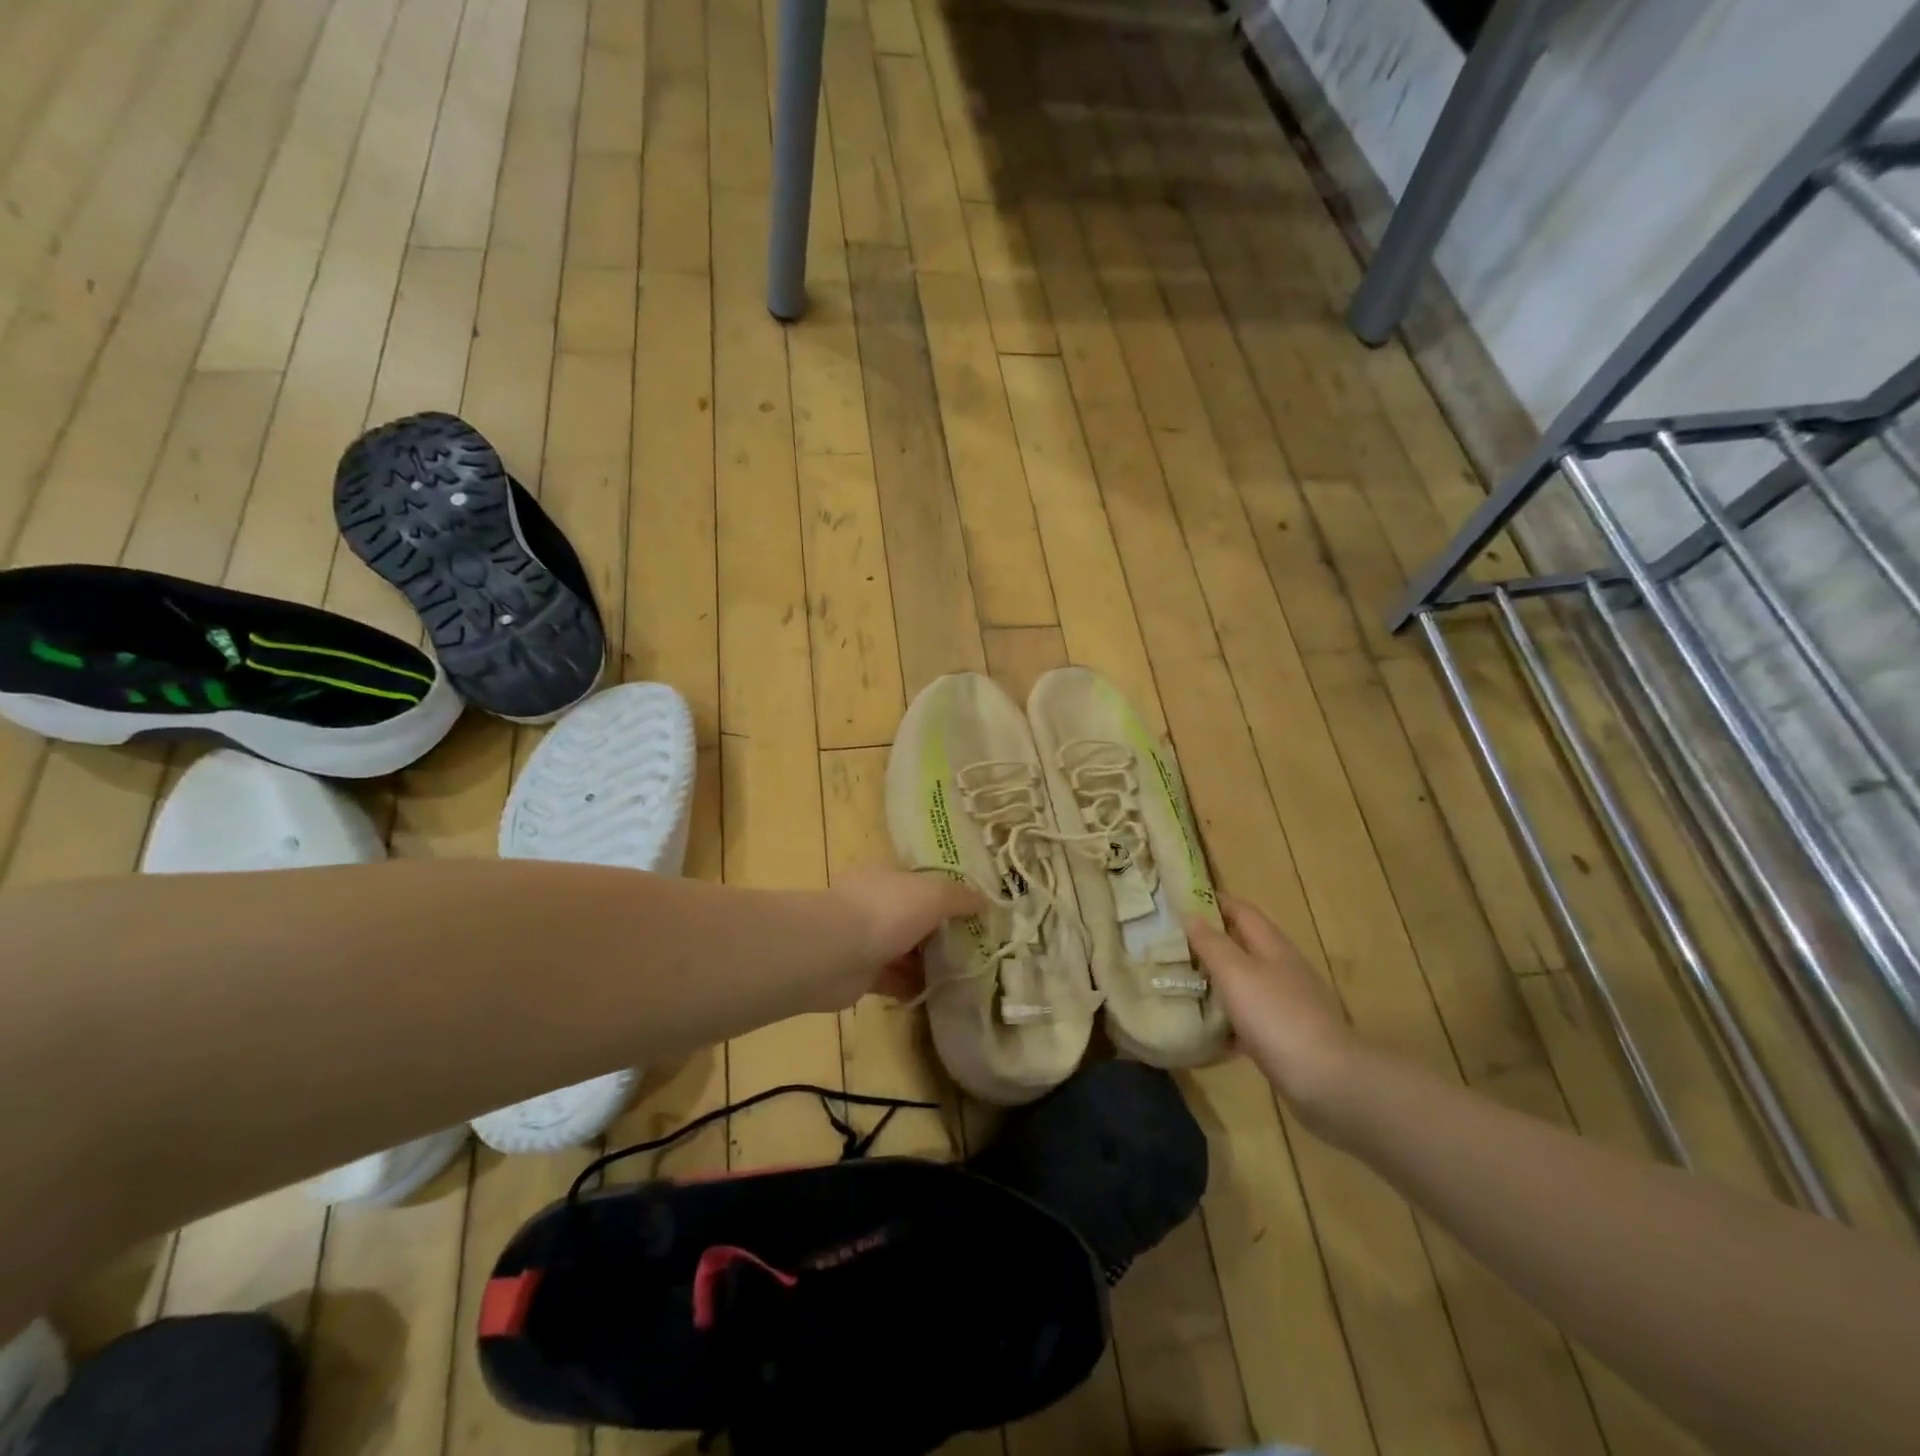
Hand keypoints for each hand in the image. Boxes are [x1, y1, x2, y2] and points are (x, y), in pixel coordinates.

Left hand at [832, 865, 984, 1001]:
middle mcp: (872, 903)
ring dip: (927, 961)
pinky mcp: (858, 973)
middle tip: (972, 947)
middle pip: (911, 916)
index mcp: (885, 876)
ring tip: (961, 974)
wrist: (834, 953)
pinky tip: (938, 994)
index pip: (918, 881)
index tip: (971, 912)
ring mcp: (862, 939)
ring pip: (902, 949)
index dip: (944, 894)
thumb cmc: (886, 911)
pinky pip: (892, 979)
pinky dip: (912, 986)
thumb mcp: (934, 893)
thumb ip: (960, 896)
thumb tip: (985, 901)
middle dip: (937, 931)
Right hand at [1189, 896, 1361, 1122]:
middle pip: (1244, 945)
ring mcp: (1288, 1004)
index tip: (1180, 900)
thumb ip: (1211, 943)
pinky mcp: (1286, 1036)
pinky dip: (1228, 1019)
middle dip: (1211, 941)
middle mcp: (1283, 969)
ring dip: (1217, 980)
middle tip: (1172, 944)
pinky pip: (1250, 1018)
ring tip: (1182, 983)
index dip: (1213, 901)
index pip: (1241, 910)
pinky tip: (1207, 1030)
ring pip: (1245, 982)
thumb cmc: (1277, 1016)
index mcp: (1272, 946)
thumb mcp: (1236, 973)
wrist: (1329, 1081)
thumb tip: (1190, 914)